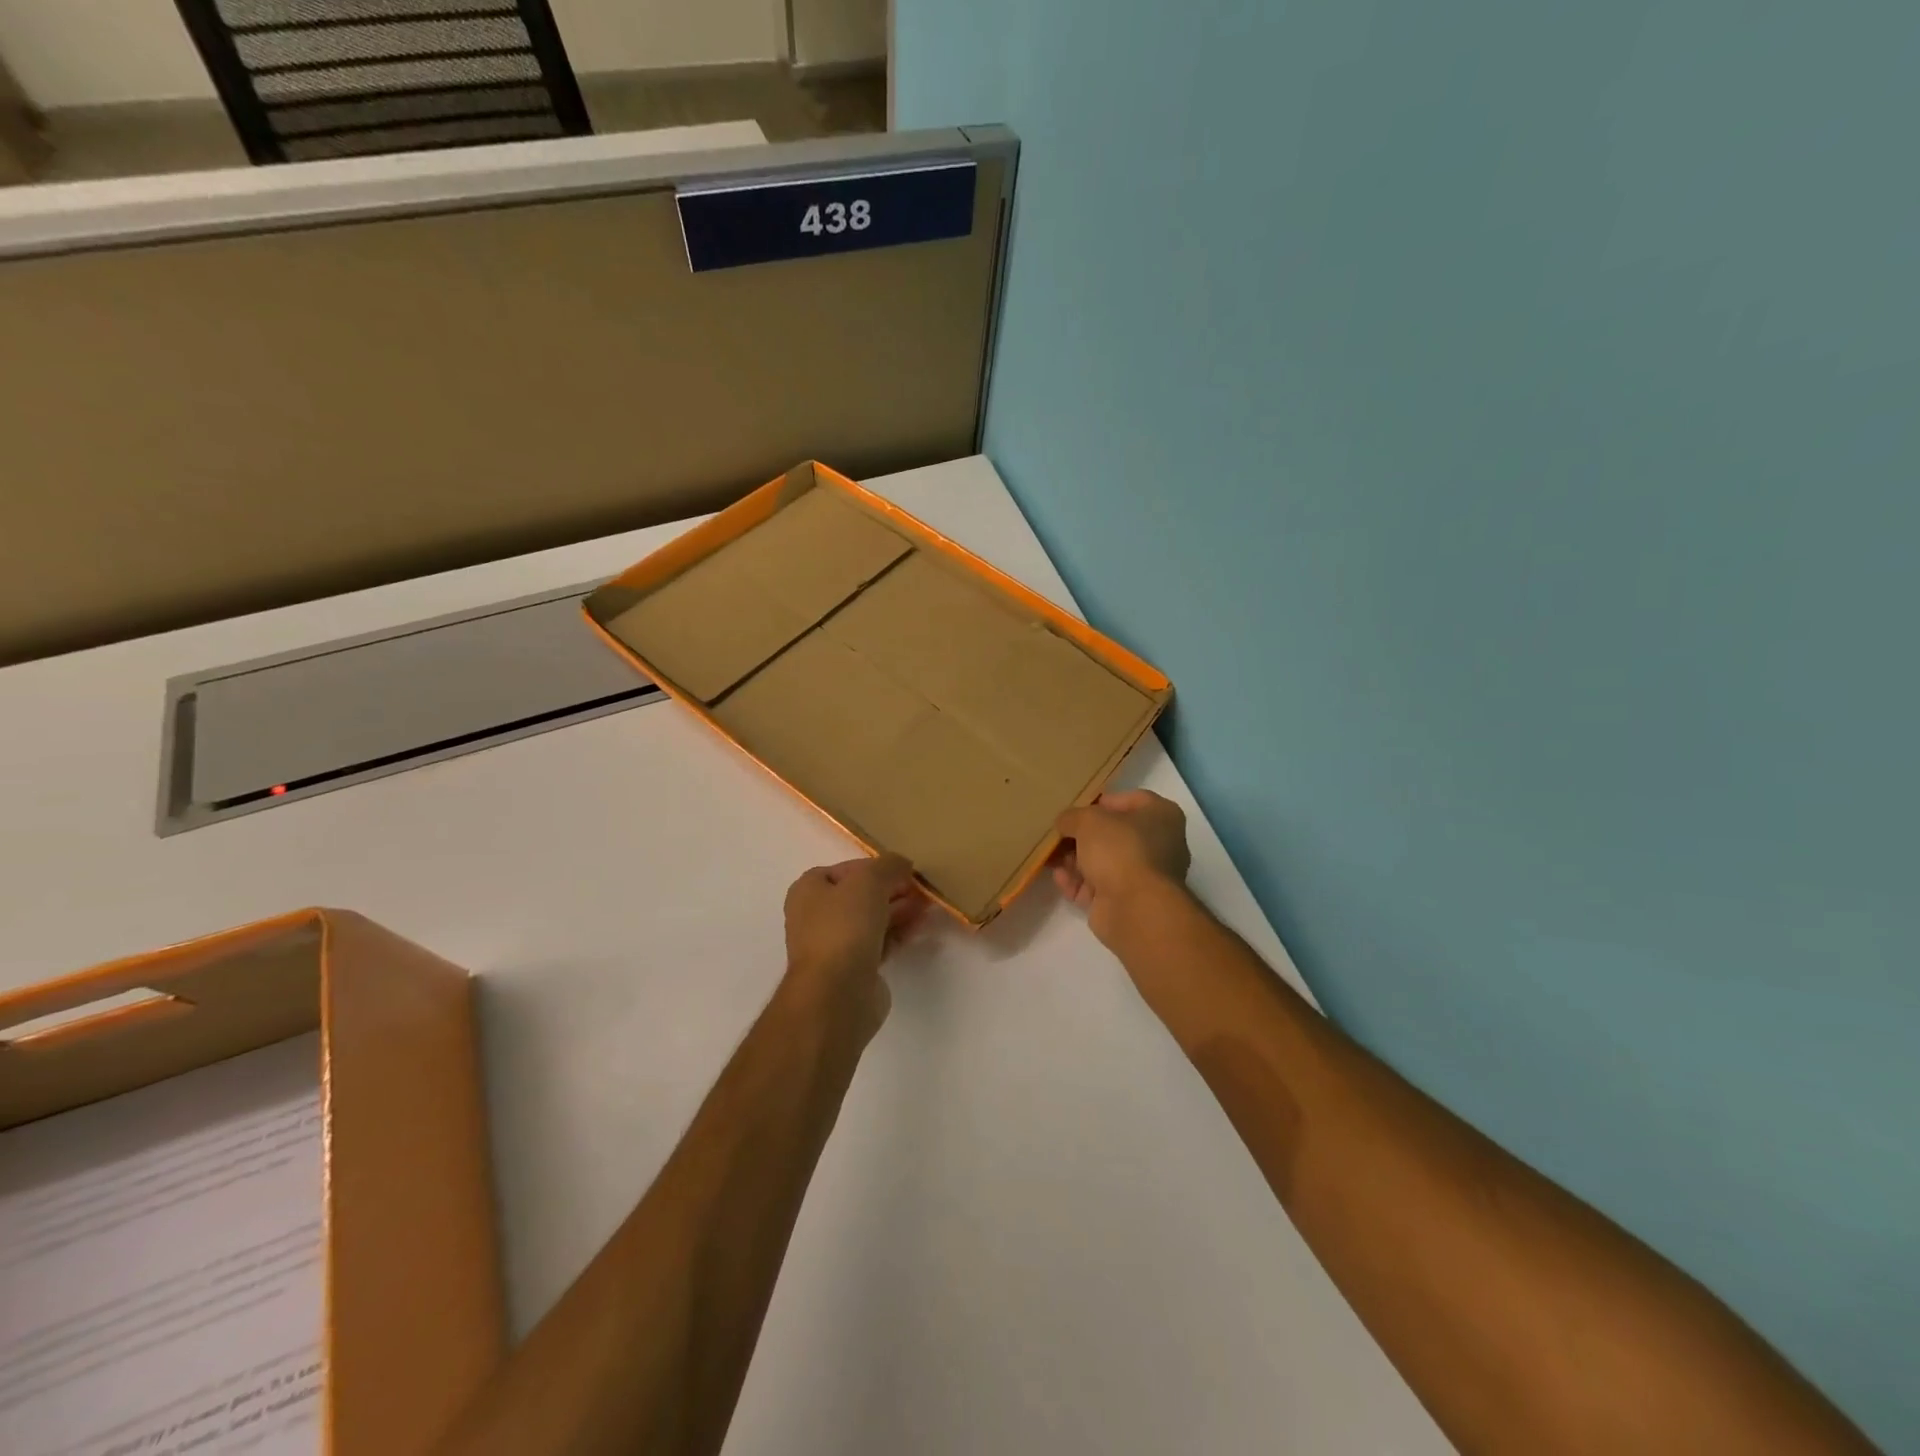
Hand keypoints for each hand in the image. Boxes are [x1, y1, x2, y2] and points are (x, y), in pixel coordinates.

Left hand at [783, 854, 925, 1034]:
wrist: (838, 992)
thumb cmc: (845, 926)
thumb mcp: (869, 880)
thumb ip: (889, 865)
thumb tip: (903, 865)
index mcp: (809, 890)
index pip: (845, 869)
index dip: (875, 867)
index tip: (903, 870)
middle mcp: (816, 916)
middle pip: (860, 895)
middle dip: (892, 890)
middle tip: (921, 889)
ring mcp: (835, 945)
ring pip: (872, 920)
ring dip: (899, 911)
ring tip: (928, 906)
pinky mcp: (854, 969)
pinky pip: (880, 943)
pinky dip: (899, 933)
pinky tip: (920, 928)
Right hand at [1054, 790, 1191, 944]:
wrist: (1134, 908)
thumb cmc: (1120, 849)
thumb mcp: (1088, 820)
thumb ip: (1072, 817)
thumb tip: (1064, 823)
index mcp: (1161, 816)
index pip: (1130, 800)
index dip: (1101, 802)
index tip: (1076, 808)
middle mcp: (1159, 844)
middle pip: (1113, 834)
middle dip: (1082, 836)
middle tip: (1057, 834)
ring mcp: (1144, 876)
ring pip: (1103, 862)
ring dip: (1075, 860)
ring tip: (1050, 857)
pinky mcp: (1127, 902)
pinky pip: (1098, 886)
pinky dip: (1077, 882)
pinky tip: (1058, 878)